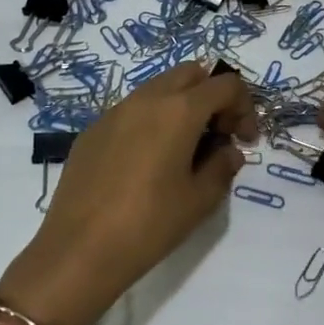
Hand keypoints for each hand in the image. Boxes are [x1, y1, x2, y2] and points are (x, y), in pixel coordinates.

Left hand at [0, 63, 257, 324]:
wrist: (79, 250)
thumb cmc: (149, 224)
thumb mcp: (200, 200)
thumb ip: (222, 166)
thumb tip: (228, 151)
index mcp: (179, 110)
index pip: (225, 85)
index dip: (244, 108)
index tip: (244, 141)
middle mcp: (146, 99)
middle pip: (191, 73)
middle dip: (212, 96)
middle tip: (217, 135)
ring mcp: (114, 111)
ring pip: (158, 88)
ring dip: (181, 105)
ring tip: (184, 148)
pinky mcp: (92, 130)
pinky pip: (132, 110)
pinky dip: (151, 120)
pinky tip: (147, 162)